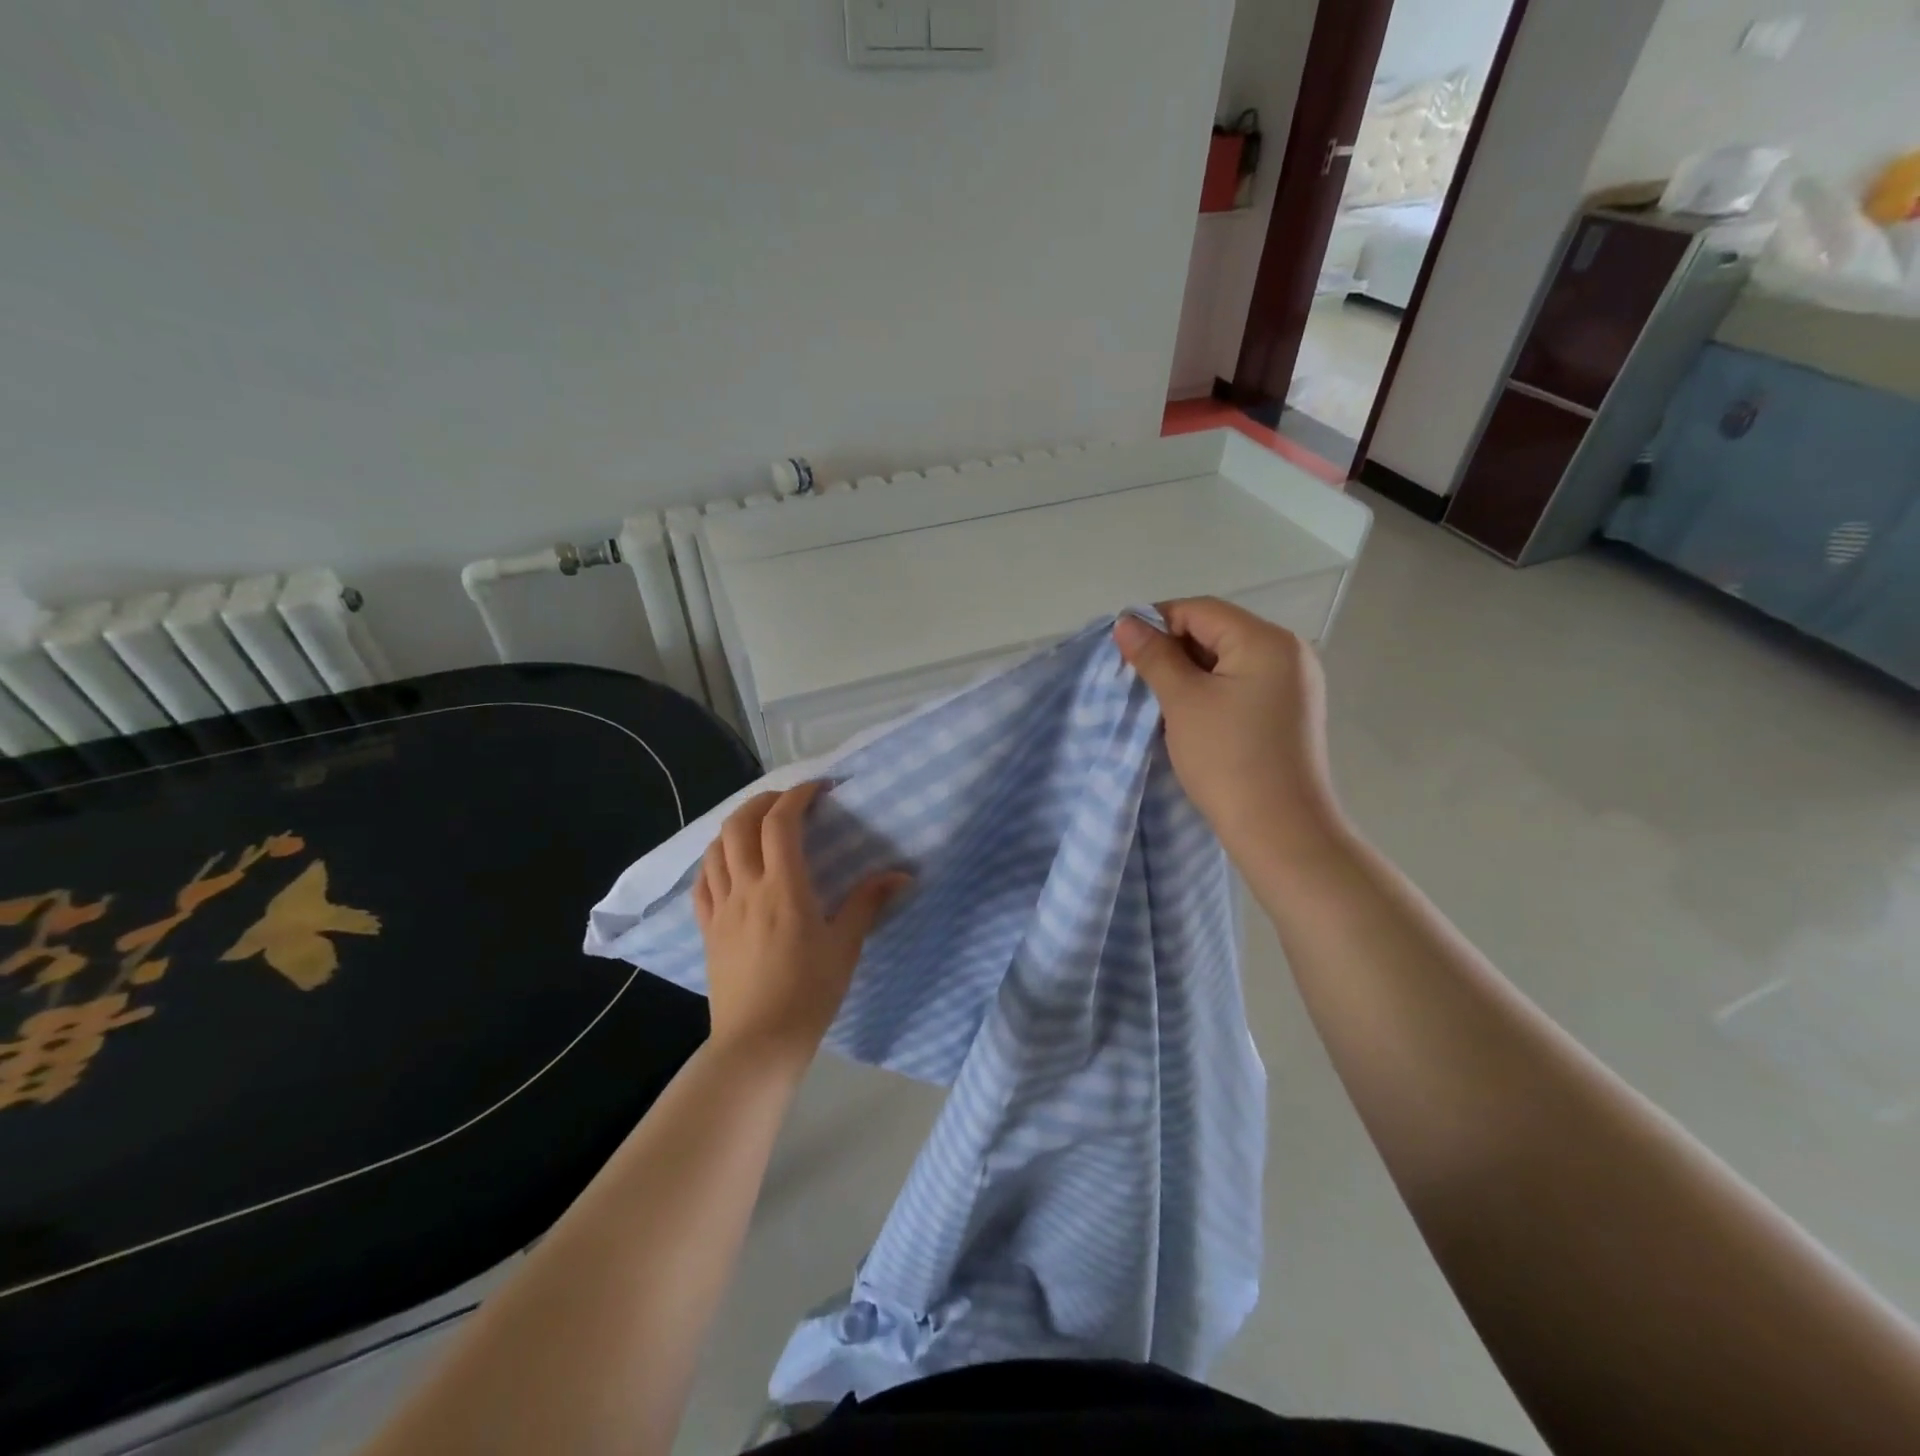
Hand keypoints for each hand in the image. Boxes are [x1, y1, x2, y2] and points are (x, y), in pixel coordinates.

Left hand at [693, 782, 909, 1063]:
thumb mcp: (846, 946)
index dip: (797, 795)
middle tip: (788, 802)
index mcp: (783, 888)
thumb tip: (902, 874)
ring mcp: (721, 908)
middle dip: (763, 802)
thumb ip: (868, 903)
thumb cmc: (809, 992)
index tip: (819, 789)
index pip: (780, 823)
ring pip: (715, 848)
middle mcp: (746, 888)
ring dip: (736, 825)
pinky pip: (702, 881)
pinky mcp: (707, 929)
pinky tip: (729, 864)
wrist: (758, 1043)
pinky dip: (714, 859)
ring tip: (759, 827)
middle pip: (740, 825)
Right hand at [1114, 599, 1344, 865]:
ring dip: (1190, 672)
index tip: (1123, 650)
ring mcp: (1294, 683)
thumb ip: (1154, 656)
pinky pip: (1243, 684)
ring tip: (1159, 699)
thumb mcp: (1183, 702)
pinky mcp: (1290, 711)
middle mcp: (1289, 651)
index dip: (1156, 622)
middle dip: (1173, 649)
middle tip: (1137, 678)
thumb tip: (1126, 622)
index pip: (1200, 610)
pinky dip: (1212, 691)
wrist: (1280, 831)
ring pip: (1228, 660)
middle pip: (1217, 630)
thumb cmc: (1228, 759)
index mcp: (1267, 640)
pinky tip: (1189, 715)